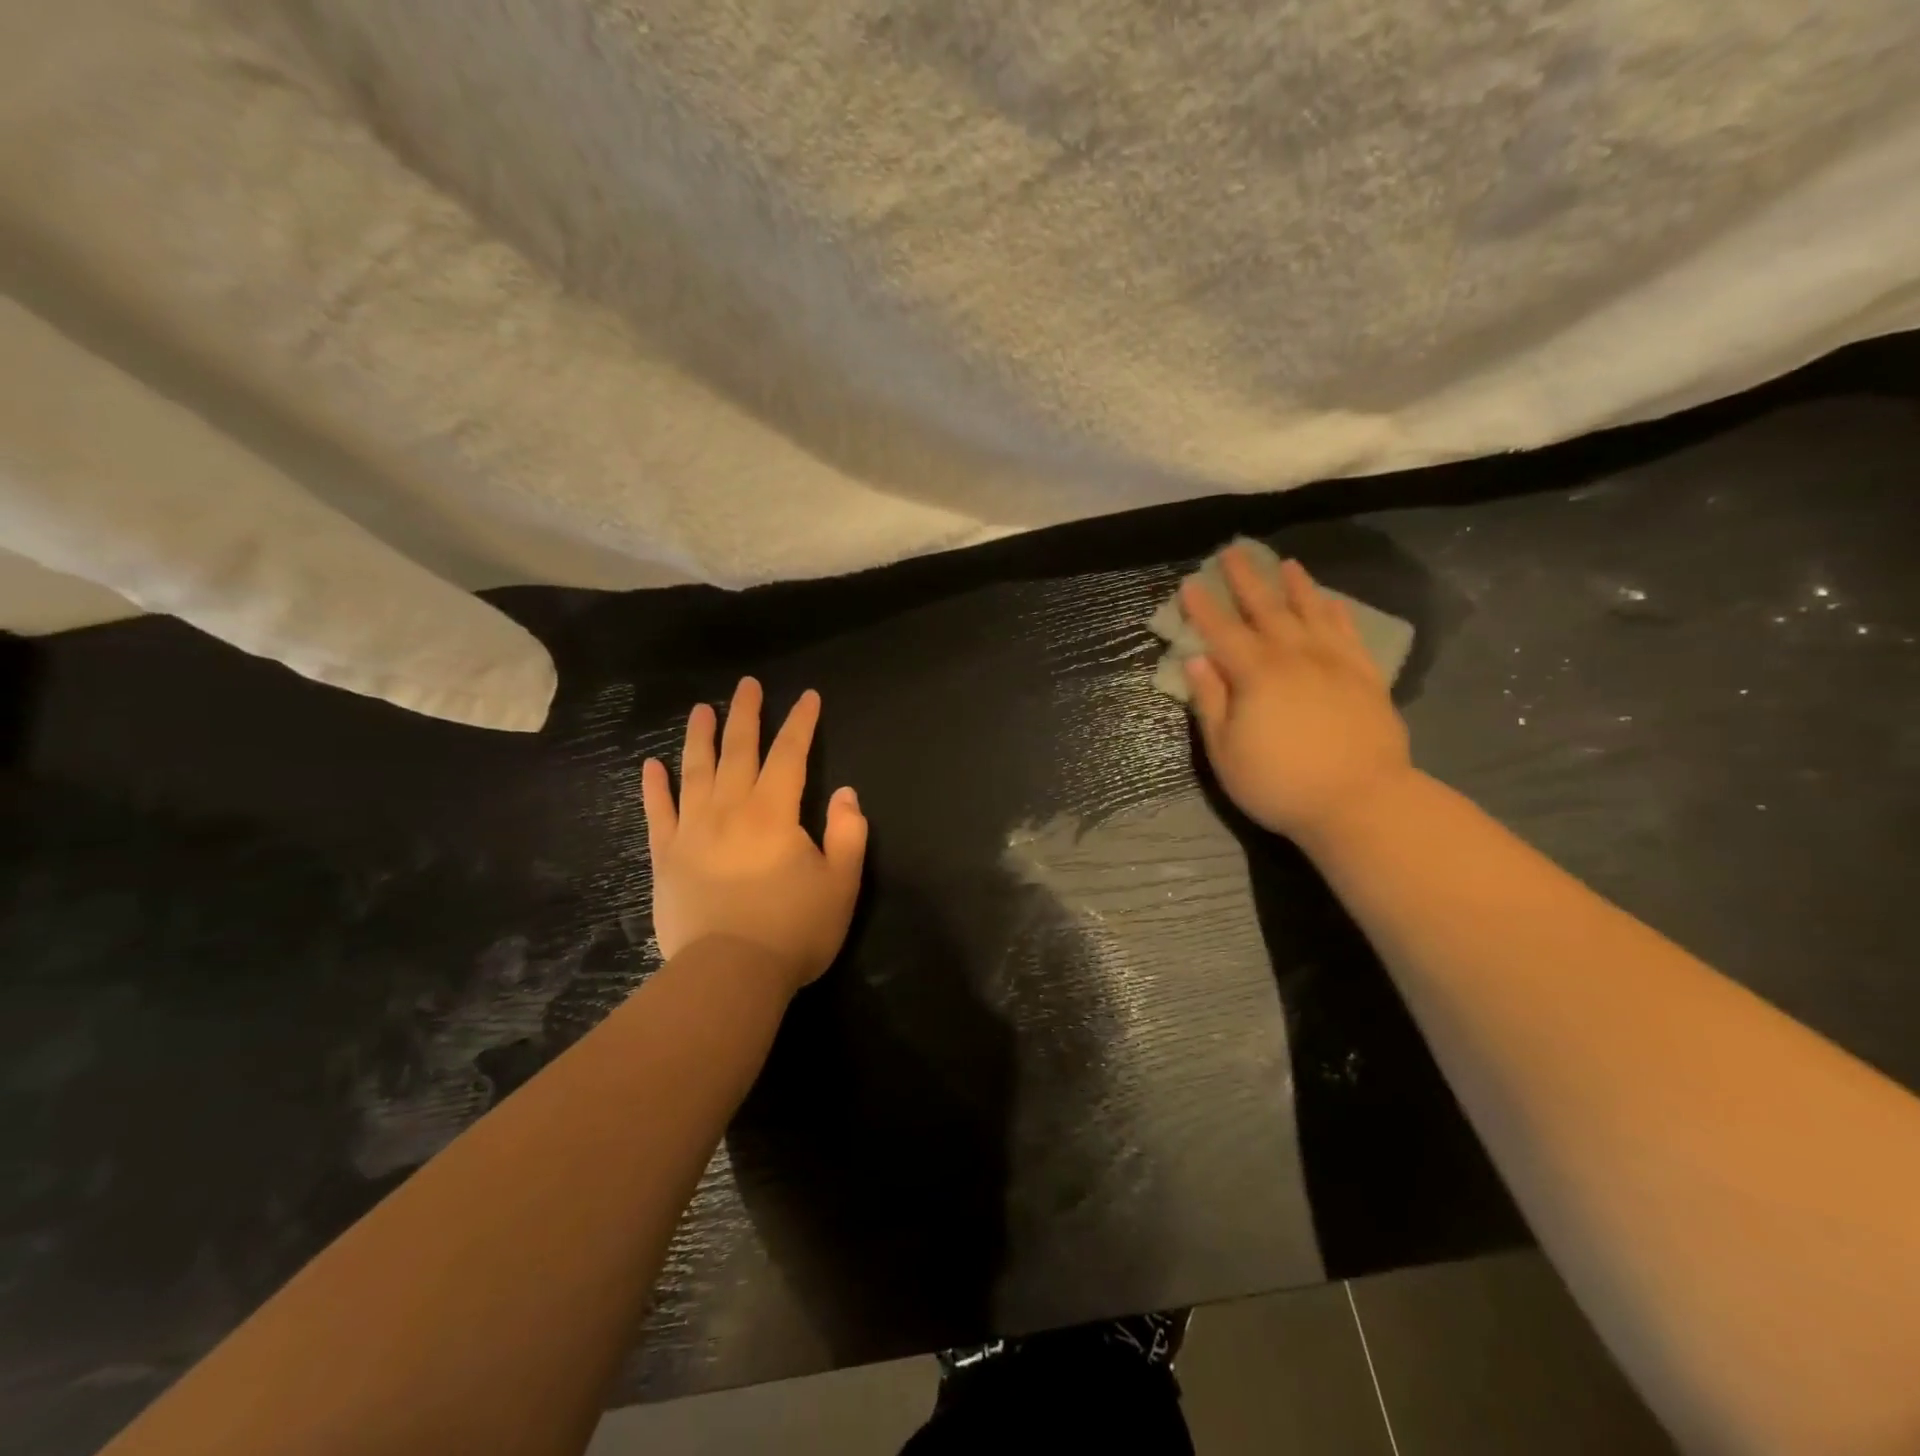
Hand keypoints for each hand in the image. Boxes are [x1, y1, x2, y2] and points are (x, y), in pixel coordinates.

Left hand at [641, 678, 867, 994]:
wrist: (729, 974)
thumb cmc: (793, 929)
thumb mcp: (841, 883)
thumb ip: (848, 834)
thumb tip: (846, 793)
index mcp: (774, 812)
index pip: (790, 754)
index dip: (801, 723)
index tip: (808, 696)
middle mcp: (730, 809)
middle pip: (739, 750)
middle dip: (747, 714)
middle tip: (748, 684)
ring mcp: (692, 831)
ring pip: (695, 771)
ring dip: (699, 737)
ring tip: (702, 709)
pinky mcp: (665, 857)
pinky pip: (658, 813)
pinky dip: (654, 787)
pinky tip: (651, 765)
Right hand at [1182, 547, 1413, 844]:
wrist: (1360, 802)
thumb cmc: (1279, 783)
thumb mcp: (1226, 751)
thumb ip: (1210, 701)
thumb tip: (1196, 660)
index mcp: (1255, 674)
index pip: (1222, 632)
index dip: (1203, 608)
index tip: (1190, 584)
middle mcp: (1294, 656)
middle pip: (1266, 609)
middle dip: (1246, 580)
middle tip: (1234, 552)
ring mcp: (1334, 663)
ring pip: (1311, 612)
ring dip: (1295, 586)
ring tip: (1285, 563)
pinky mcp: (1366, 676)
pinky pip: (1348, 633)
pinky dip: (1337, 612)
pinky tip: (1330, 601)